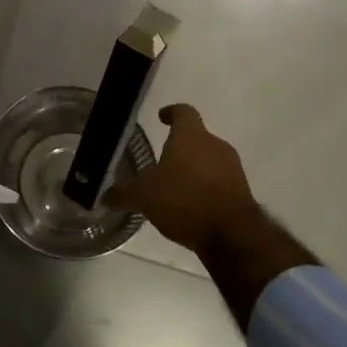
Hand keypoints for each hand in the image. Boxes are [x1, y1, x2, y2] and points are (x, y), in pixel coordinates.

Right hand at [106, 103, 260, 253]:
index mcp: (191, 136)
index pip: (183, 112)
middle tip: (161, 161)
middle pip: (196, 138)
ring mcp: (232, 169)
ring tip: (174, 188)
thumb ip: (123, 193)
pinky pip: (219, 183)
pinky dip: (205, 189)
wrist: (232, 234)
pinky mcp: (242, 192)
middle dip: (179, 148)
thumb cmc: (183, 200)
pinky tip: (191, 207)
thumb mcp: (143, 196)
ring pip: (209, 161)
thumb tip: (104, 196)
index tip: (162, 117)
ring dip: (193, 170)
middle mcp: (215, 145)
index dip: (171, 112)